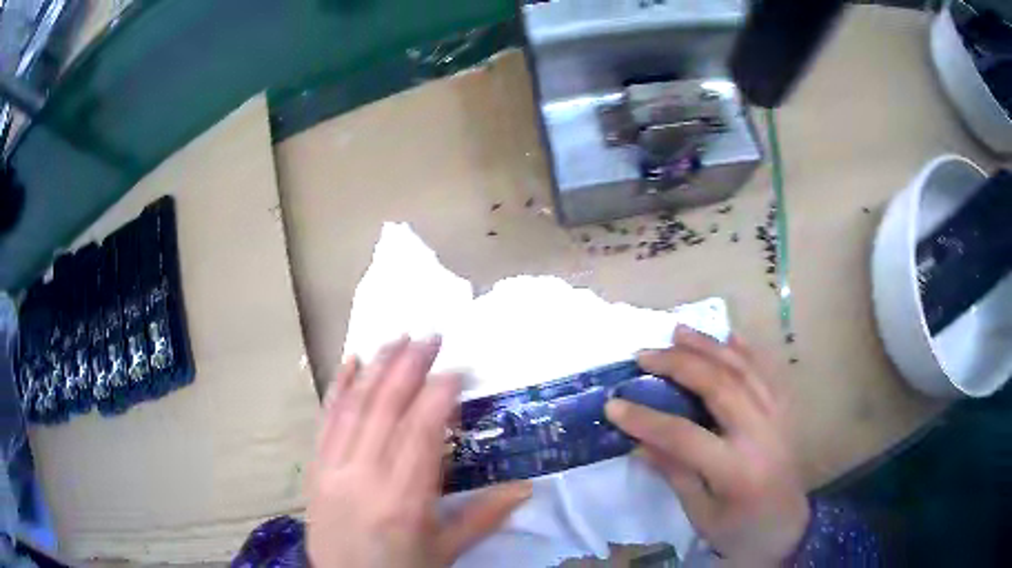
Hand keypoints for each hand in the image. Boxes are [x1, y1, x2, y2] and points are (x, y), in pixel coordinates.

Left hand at [307, 336, 531, 567]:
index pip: (421, 433)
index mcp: (403, 500)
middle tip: (429, 336)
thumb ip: (484, 517)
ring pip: (354, 407)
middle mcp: (364, 477)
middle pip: (385, 409)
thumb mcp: (447, 552)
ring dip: (376, 368)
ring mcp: (333, 469)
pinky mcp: (314, 468)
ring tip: (396, 338)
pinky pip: (326, 421)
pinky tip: (351, 362)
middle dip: (408, 367)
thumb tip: (526, 487)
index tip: (456, 369)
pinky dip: (339, 388)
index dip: (438, 395)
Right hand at [605, 327, 808, 566]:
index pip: (684, 436)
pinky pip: (767, 371)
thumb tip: (639, 443)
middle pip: (719, 386)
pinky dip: (747, 350)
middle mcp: (761, 434)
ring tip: (678, 332)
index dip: (645, 419)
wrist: (788, 529)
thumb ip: (674, 474)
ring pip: (743, 369)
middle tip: (645, 355)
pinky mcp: (785, 411)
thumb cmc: (740, 530)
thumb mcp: (701, 514)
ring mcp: (778, 417)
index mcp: (736, 470)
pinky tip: (729, 336)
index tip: (613, 405)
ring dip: (709, 347)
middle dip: (678, 365)